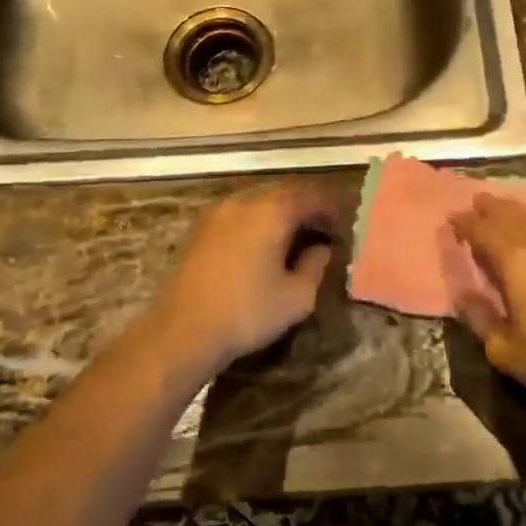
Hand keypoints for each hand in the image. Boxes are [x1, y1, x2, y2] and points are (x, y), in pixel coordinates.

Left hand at [146, 184, 341, 373]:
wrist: (182, 331)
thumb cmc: (247, 313)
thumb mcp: (296, 297)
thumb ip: (315, 266)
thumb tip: (322, 249)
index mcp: (271, 212)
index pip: (310, 196)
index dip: (330, 207)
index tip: (343, 223)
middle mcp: (243, 202)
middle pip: (282, 194)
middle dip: (305, 208)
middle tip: (322, 228)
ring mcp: (216, 214)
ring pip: (257, 204)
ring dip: (279, 215)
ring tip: (293, 238)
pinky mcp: (199, 231)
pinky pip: (238, 216)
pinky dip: (256, 224)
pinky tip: (261, 246)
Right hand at [448, 197, 525, 412]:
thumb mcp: (505, 350)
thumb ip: (480, 318)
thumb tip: (464, 295)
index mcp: (514, 262)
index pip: (483, 231)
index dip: (465, 223)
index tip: (452, 218)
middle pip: (511, 216)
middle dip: (492, 207)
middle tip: (478, 201)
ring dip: (517, 213)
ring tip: (505, 210)